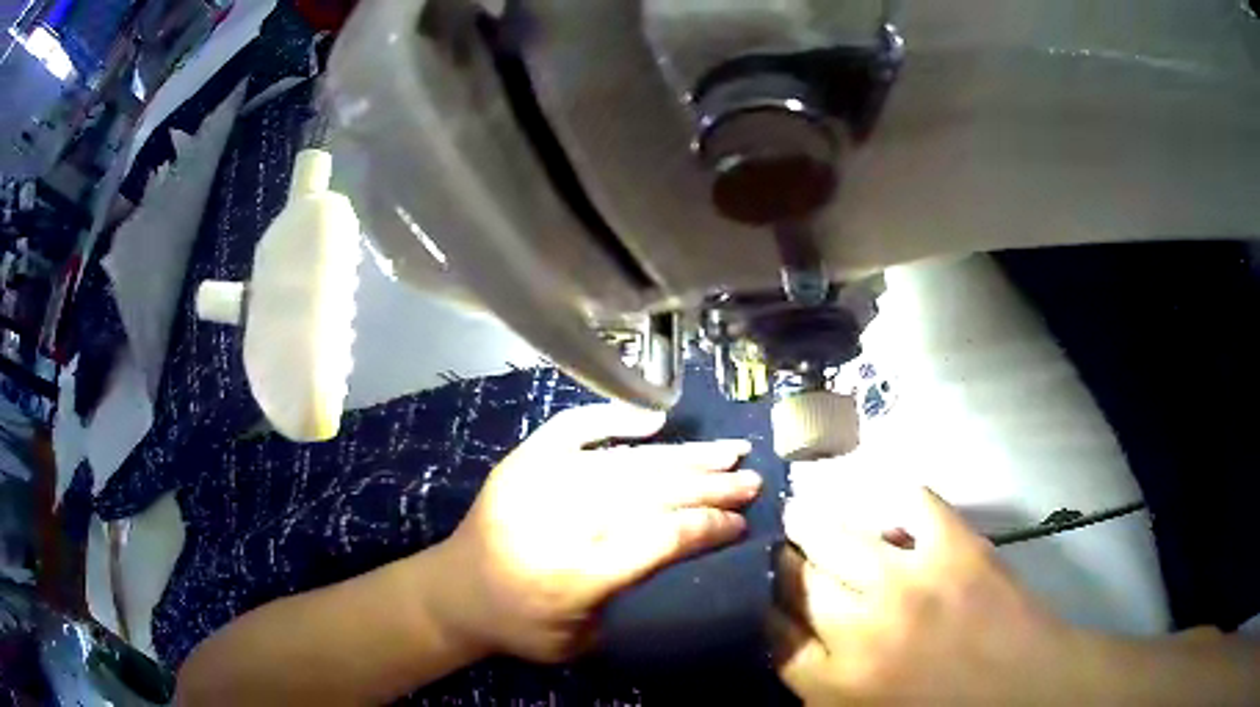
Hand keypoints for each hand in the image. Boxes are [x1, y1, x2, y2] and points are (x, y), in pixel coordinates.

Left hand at [438, 403, 761, 662]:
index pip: (659, 539)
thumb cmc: (520, 625)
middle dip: (709, 486)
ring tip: (726, 451)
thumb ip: (628, 599)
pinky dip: (613, 418)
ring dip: (683, 456)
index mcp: (577, 573)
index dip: (706, 527)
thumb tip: (678, 550)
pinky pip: (574, 427)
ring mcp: (540, 481)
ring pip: (628, 462)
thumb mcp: (579, 641)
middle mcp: (562, 519)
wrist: (454, 592)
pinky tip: (654, 419)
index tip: (740, 522)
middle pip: (651, 494)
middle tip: (751, 478)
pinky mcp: (524, 460)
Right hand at [770, 486, 1090, 705]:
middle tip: (782, 550)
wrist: (1027, 690)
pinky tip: (884, 503)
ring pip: (837, 537)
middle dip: (782, 564)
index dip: (764, 610)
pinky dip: (894, 499)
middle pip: (798, 582)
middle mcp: (862, 632)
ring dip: (811, 521)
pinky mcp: (957, 549)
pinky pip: (912, 505)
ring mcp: (911, 584)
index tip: (767, 598)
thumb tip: (791, 644)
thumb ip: (822, 685)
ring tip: (800, 510)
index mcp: (835, 685)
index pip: (773, 635)